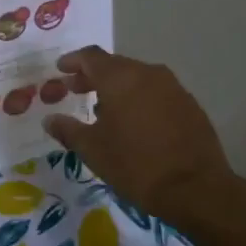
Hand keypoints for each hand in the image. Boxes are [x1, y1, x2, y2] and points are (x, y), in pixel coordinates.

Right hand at [42, 47, 234, 223]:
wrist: (195, 189)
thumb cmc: (135, 165)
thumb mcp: (93, 150)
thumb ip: (68, 130)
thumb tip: (50, 120)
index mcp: (120, 78)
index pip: (91, 56)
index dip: (73, 61)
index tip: (60, 69)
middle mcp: (147, 73)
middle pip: (114, 65)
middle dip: (93, 75)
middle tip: (76, 90)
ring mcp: (173, 87)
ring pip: (137, 78)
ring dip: (117, 87)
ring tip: (103, 109)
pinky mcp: (190, 104)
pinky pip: (156, 92)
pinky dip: (139, 99)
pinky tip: (134, 122)